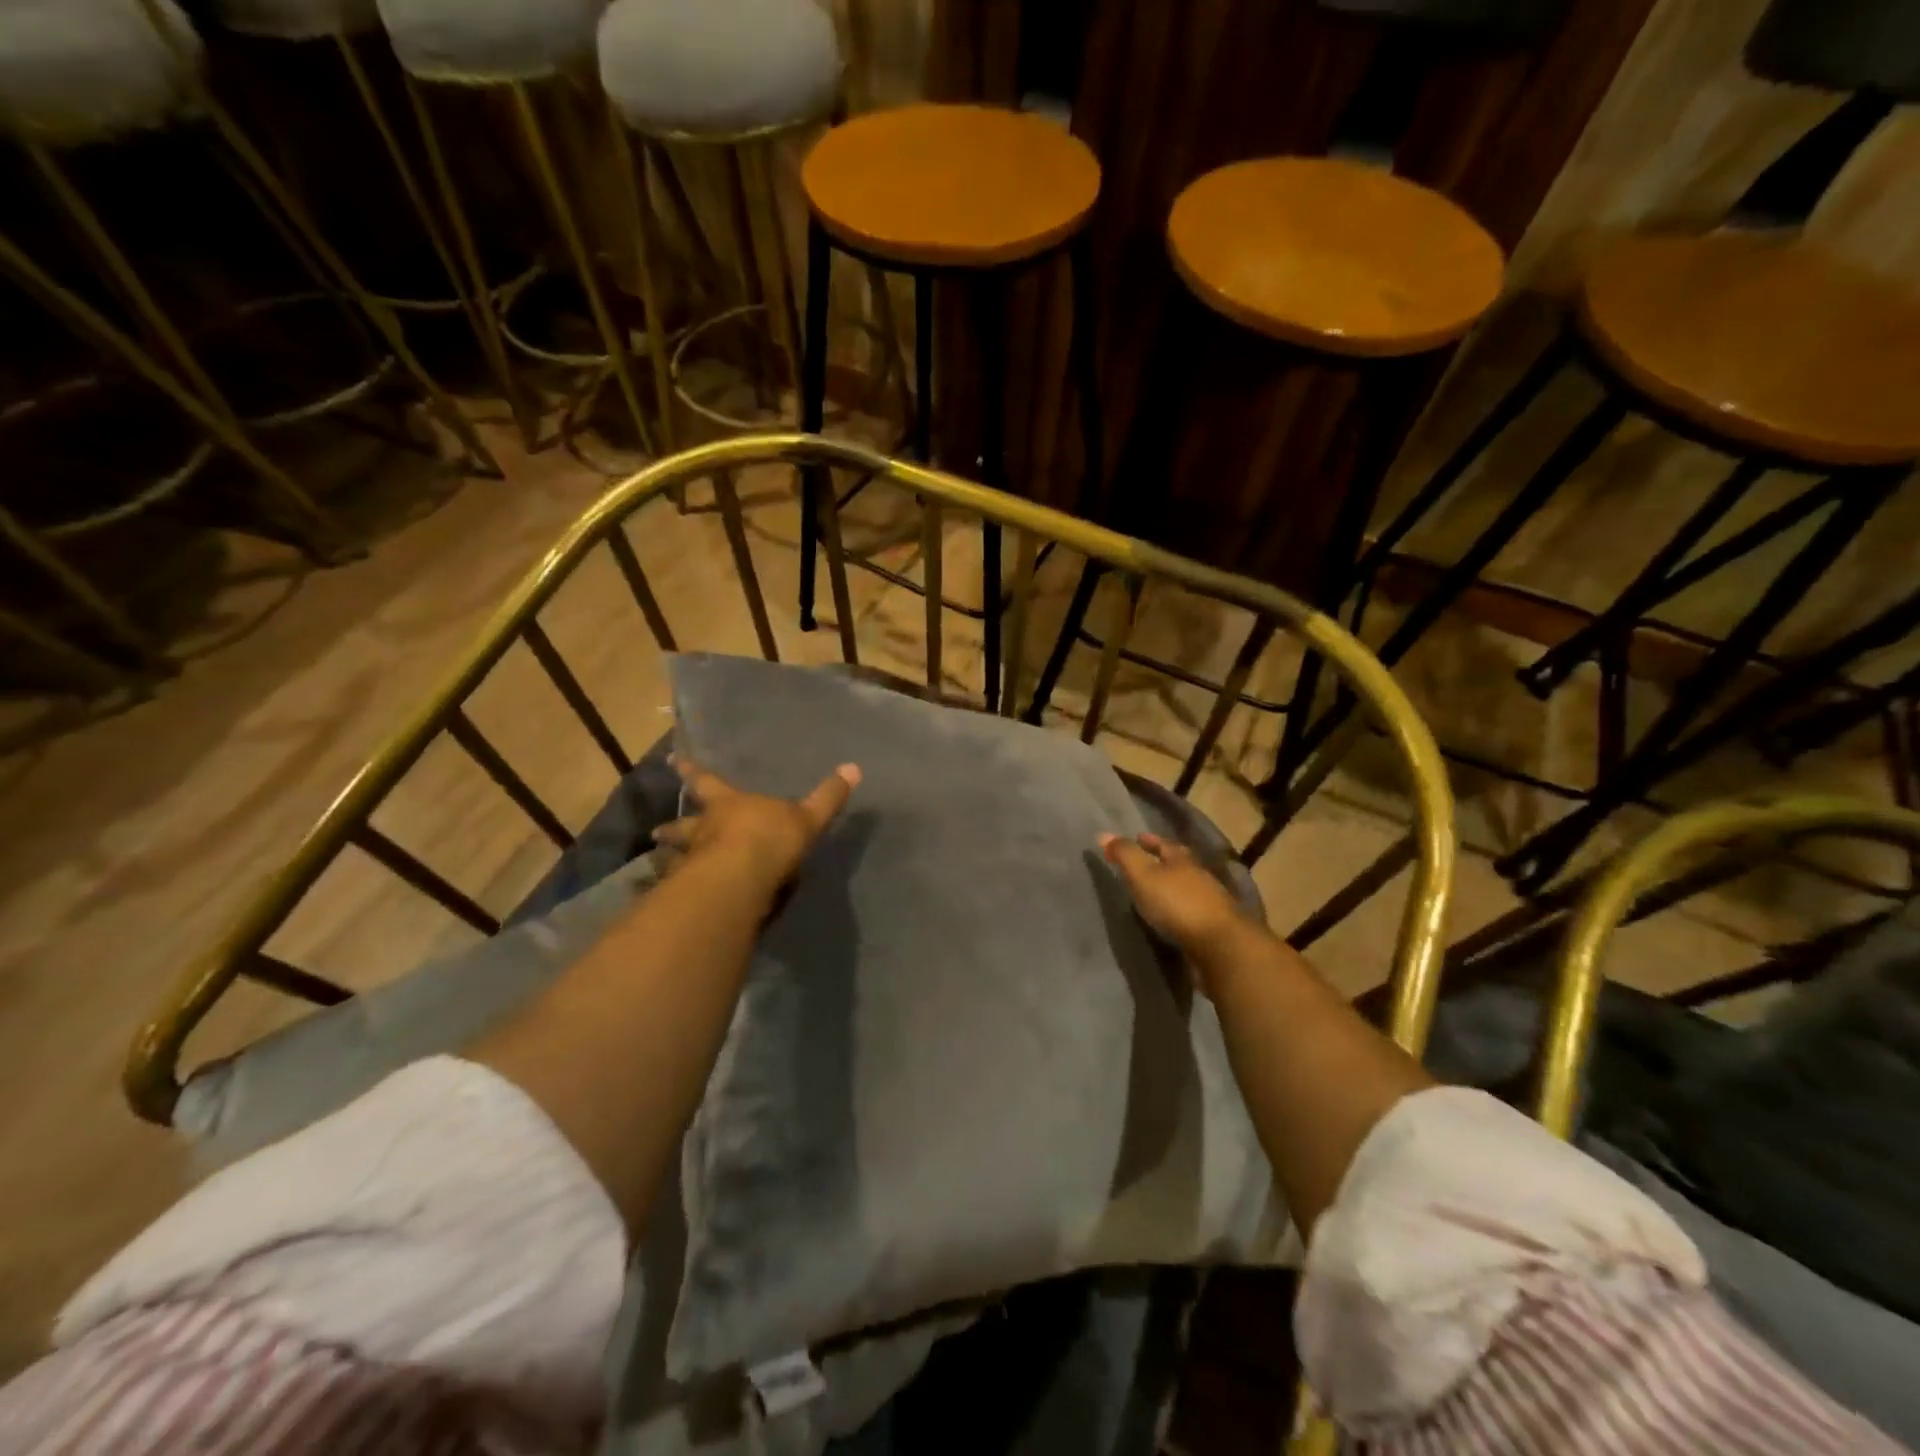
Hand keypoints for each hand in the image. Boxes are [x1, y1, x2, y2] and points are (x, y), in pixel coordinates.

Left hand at [658, 758, 860, 892]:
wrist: (742, 879)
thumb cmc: (771, 839)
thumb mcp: (808, 817)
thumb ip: (828, 797)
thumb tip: (854, 767)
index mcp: (730, 806)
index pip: (707, 783)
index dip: (692, 771)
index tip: (673, 760)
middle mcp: (706, 830)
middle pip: (684, 826)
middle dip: (672, 828)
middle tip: (656, 833)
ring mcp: (694, 862)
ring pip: (676, 858)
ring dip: (669, 860)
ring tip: (660, 866)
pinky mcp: (693, 893)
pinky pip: (682, 891)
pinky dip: (677, 893)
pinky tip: (675, 901)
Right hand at [1099, 832, 1254, 971]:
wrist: (1220, 945)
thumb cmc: (1176, 903)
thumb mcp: (1143, 875)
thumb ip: (1124, 855)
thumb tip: (1103, 834)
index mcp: (1182, 859)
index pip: (1163, 844)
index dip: (1149, 841)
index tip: (1137, 838)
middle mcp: (1199, 875)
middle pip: (1179, 863)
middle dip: (1163, 861)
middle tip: (1145, 864)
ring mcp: (1210, 902)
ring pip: (1187, 887)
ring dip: (1172, 887)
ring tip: (1154, 892)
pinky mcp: (1214, 927)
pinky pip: (1192, 911)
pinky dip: (1179, 910)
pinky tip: (1170, 918)